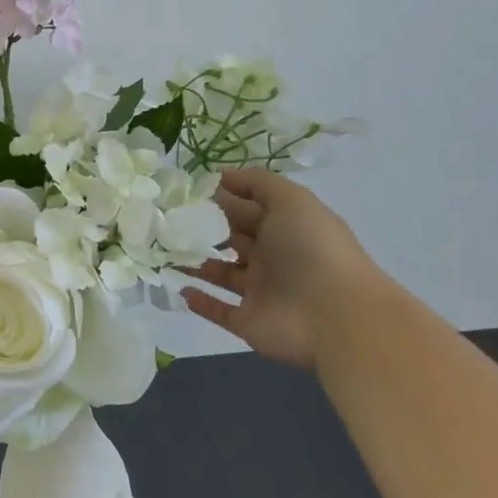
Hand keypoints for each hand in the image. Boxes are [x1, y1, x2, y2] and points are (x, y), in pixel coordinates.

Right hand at [181, 168, 384, 369]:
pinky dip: (200, 301)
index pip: (245, 208)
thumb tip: (219, 176)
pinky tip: (179, 288)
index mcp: (284, 227)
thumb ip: (258, 183)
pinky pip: (219, 311)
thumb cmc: (312, 250)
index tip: (181, 190)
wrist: (336, 316)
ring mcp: (259, 291)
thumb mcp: (291, 200)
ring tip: (162, 250)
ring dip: (194, 262)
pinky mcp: (248, 321)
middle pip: (230, 238)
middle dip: (201, 227)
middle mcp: (271, 257)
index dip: (218, 197)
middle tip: (162, 218)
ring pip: (220, 273)